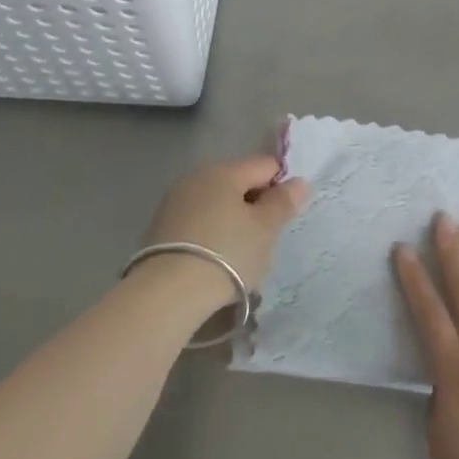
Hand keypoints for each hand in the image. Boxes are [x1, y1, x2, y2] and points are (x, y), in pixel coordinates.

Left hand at [144, 155, 306, 300]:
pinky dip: (211, 233)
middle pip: (238, 182)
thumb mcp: (265, 229)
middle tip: (264, 238)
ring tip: (239, 253)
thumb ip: (283, 202)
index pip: (265, 165)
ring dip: (232, 220)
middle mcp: (196, 177)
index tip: (284, 217)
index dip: (281, 186)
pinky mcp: (160, 227)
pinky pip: (197, 221)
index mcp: (224, 171)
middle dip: (255, 204)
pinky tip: (214, 259)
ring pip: (216, 202)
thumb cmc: (227, 254)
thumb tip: (298, 180)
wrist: (168, 293)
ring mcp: (174, 202)